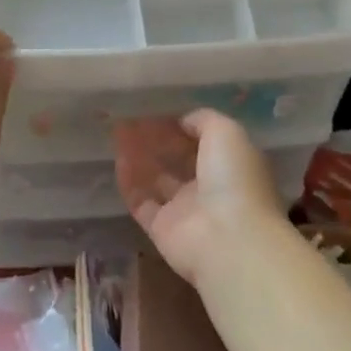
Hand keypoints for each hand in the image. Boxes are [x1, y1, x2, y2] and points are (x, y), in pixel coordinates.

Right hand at [114, 110, 285, 284]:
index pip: (204, 142)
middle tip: (132, 120)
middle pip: (179, 161)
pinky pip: (141, 201)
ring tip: (119, 134)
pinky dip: (130, 182)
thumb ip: (204, 120)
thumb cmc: (233, 179)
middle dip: (158, 141)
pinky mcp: (161, 228)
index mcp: (231, 166)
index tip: (159, 111)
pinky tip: (118, 160)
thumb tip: (183, 120)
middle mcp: (209, 188)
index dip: (182, 127)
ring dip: (140, 158)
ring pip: (158, 180)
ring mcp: (184, 210)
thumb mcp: (227, 133)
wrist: (227, 238)